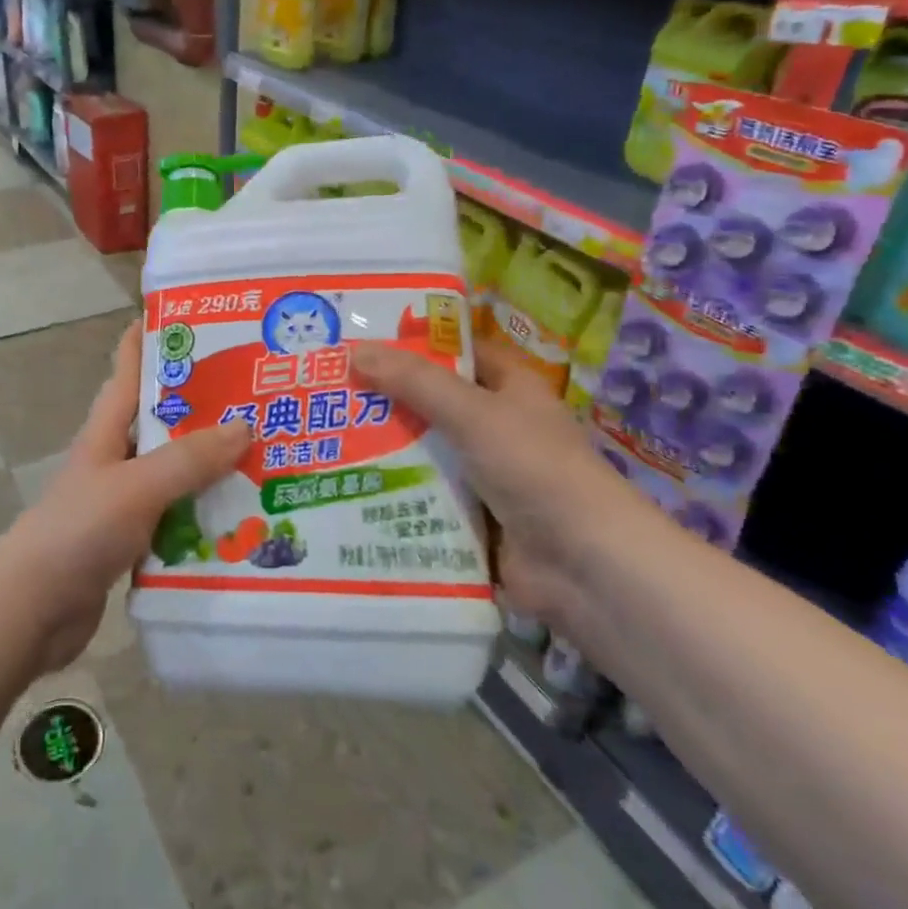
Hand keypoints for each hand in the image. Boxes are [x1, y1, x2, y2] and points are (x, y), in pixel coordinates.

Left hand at [0, 325, 251, 672]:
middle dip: (205, 405)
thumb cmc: (78, 531)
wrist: (33, 608)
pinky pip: (178, 516)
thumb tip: (245, 426)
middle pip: (163, 420)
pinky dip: (205, 513)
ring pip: (176, 471)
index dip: (153, 338)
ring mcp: (124, 500)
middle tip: (259, 391)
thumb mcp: (136, 486)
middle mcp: (117, 458)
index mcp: (108, 430)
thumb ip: (188, 458)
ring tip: (268, 454)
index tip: (194, 316)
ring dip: (213, 465)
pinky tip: (244, 518)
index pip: (128, 369)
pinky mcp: (133, 539)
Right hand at [351, 338, 637, 622]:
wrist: (583, 566)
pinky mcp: (472, 517)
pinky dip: (394, 492)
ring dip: (383, 448)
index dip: (412, 345)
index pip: (455, 353)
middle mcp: (497, 425)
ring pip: (424, 451)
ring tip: (323, 437)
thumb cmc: (535, 469)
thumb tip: (353, 350)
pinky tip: (347, 486)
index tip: (358, 342)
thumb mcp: (473, 413)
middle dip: (385, 399)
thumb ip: (414, 382)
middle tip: (326, 391)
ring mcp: (485, 474)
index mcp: (510, 388)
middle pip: (432, 403)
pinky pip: (424, 495)